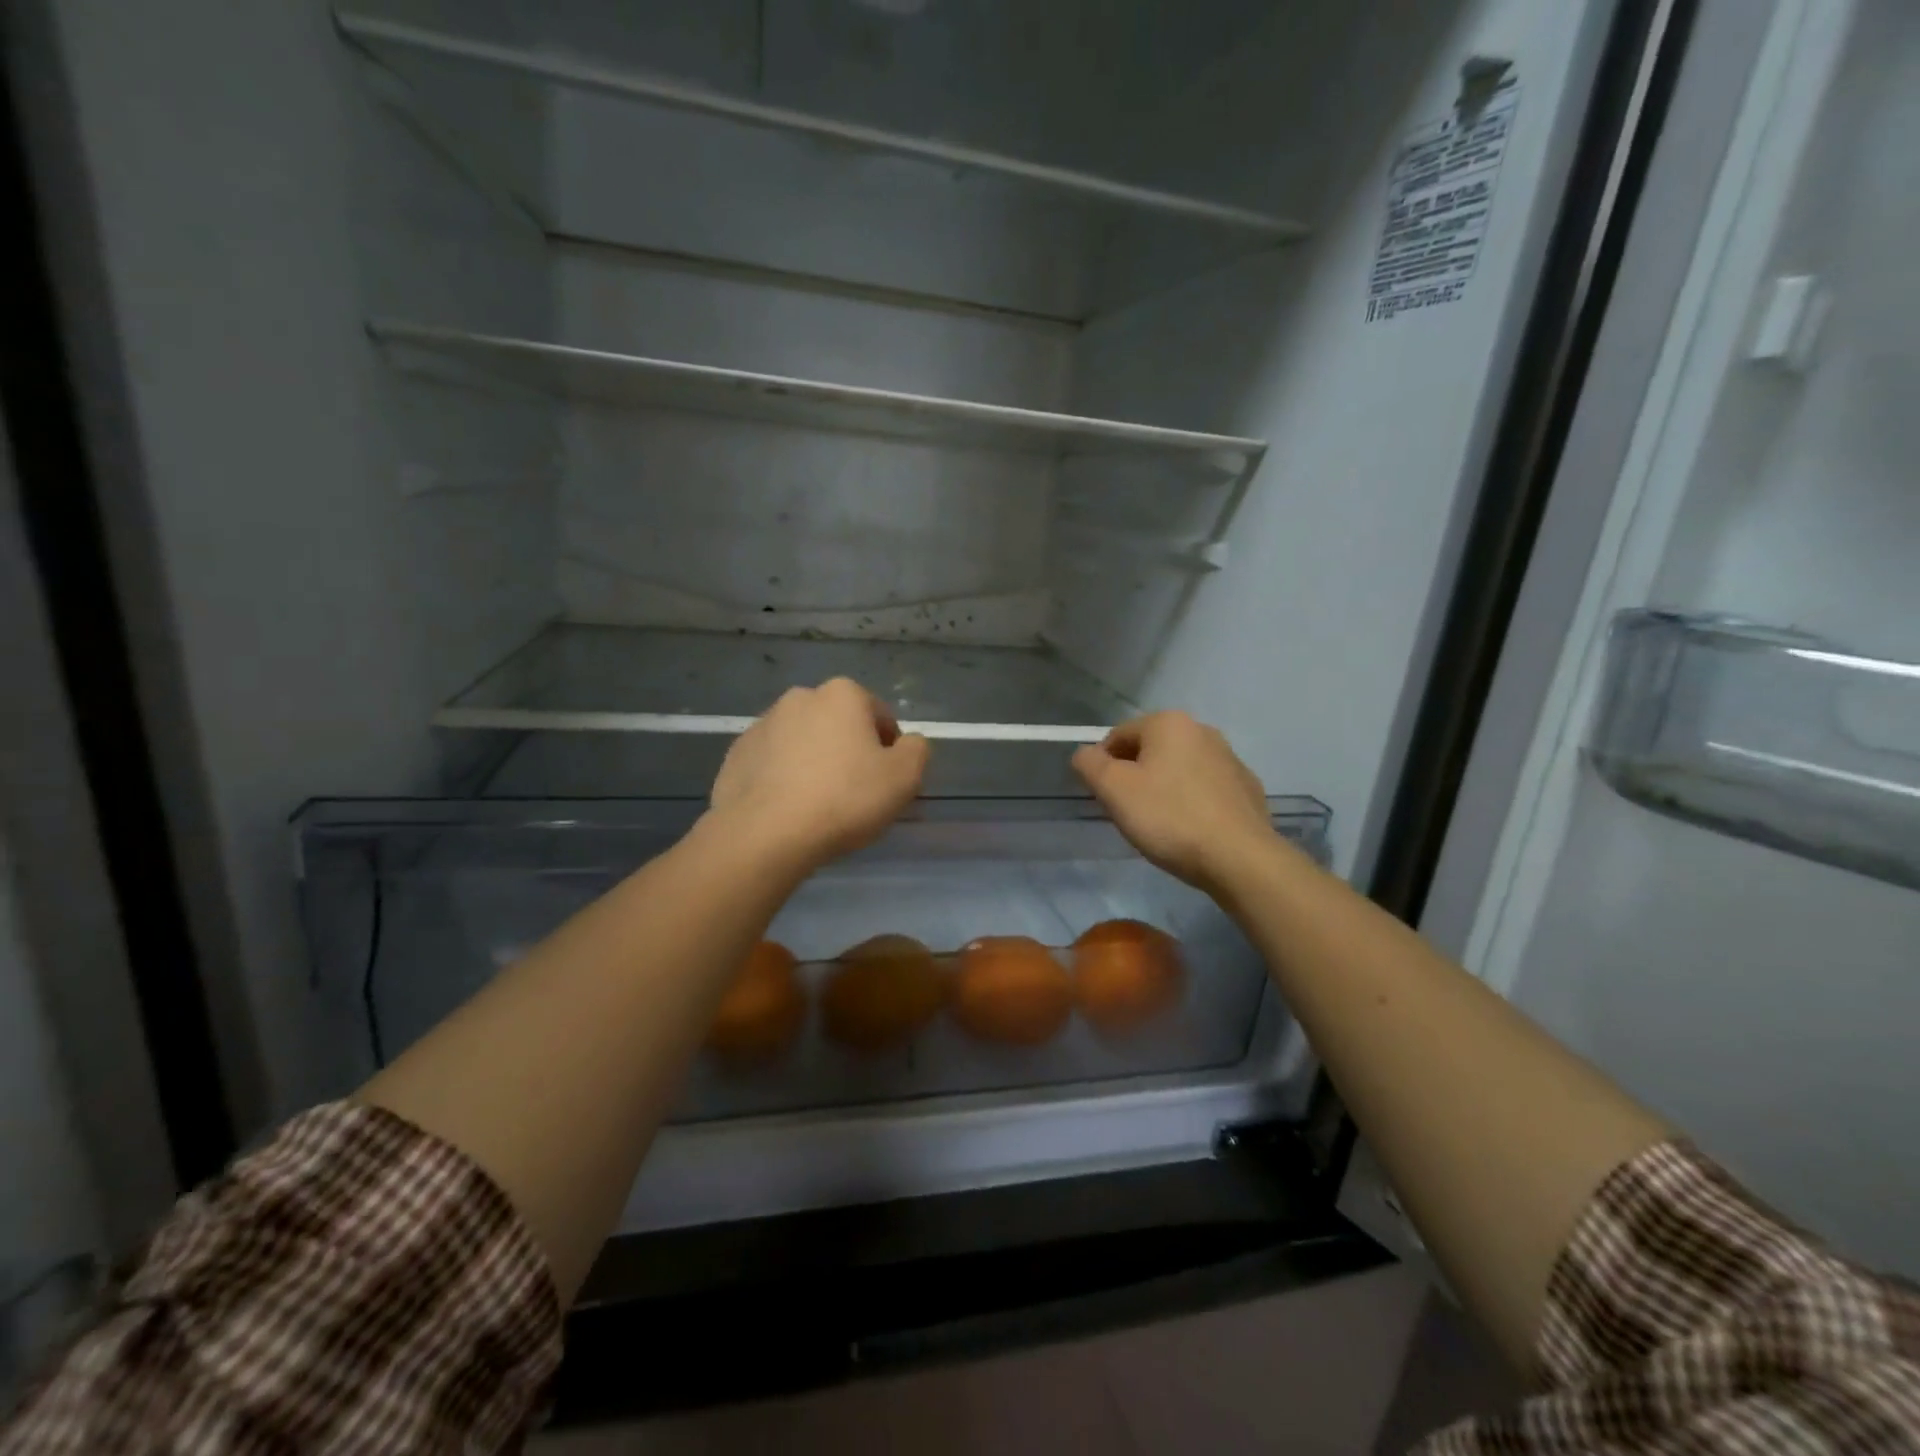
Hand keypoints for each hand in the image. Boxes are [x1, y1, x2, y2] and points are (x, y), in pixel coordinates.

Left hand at [708, 678, 929, 874]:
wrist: (766, 834)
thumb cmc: (844, 799)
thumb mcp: (904, 777)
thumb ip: (917, 750)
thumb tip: (907, 743)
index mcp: (842, 694)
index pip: (881, 718)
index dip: (890, 752)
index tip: (886, 784)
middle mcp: (799, 698)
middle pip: (839, 727)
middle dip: (850, 753)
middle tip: (855, 796)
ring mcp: (762, 725)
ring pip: (804, 743)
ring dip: (815, 764)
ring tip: (820, 806)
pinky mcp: (736, 755)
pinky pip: (773, 764)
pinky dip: (784, 779)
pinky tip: (790, 810)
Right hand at [1072, 712, 1275, 893]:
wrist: (1239, 858)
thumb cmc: (1169, 818)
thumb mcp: (1114, 790)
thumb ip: (1089, 764)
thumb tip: (1085, 754)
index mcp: (1169, 723)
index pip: (1117, 736)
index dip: (1102, 766)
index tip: (1104, 798)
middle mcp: (1202, 730)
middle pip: (1149, 751)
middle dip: (1134, 777)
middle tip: (1129, 813)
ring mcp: (1229, 758)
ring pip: (1178, 769)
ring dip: (1162, 788)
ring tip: (1159, 825)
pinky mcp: (1246, 787)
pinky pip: (1205, 789)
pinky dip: (1191, 802)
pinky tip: (1190, 830)